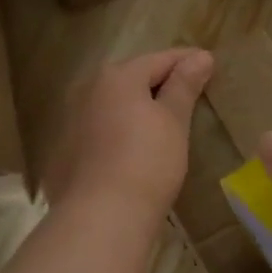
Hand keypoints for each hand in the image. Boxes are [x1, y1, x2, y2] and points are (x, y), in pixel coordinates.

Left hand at [44, 49, 213, 222]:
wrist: (101, 216)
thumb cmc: (147, 161)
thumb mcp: (174, 121)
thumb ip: (185, 86)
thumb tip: (201, 56)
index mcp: (116, 77)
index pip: (160, 59)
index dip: (187, 61)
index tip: (209, 63)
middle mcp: (86, 90)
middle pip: (130, 78)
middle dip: (158, 82)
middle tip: (186, 91)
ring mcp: (69, 121)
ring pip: (110, 104)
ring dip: (134, 107)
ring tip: (160, 120)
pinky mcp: (63, 152)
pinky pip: (97, 130)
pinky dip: (116, 131)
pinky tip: (130, 149)